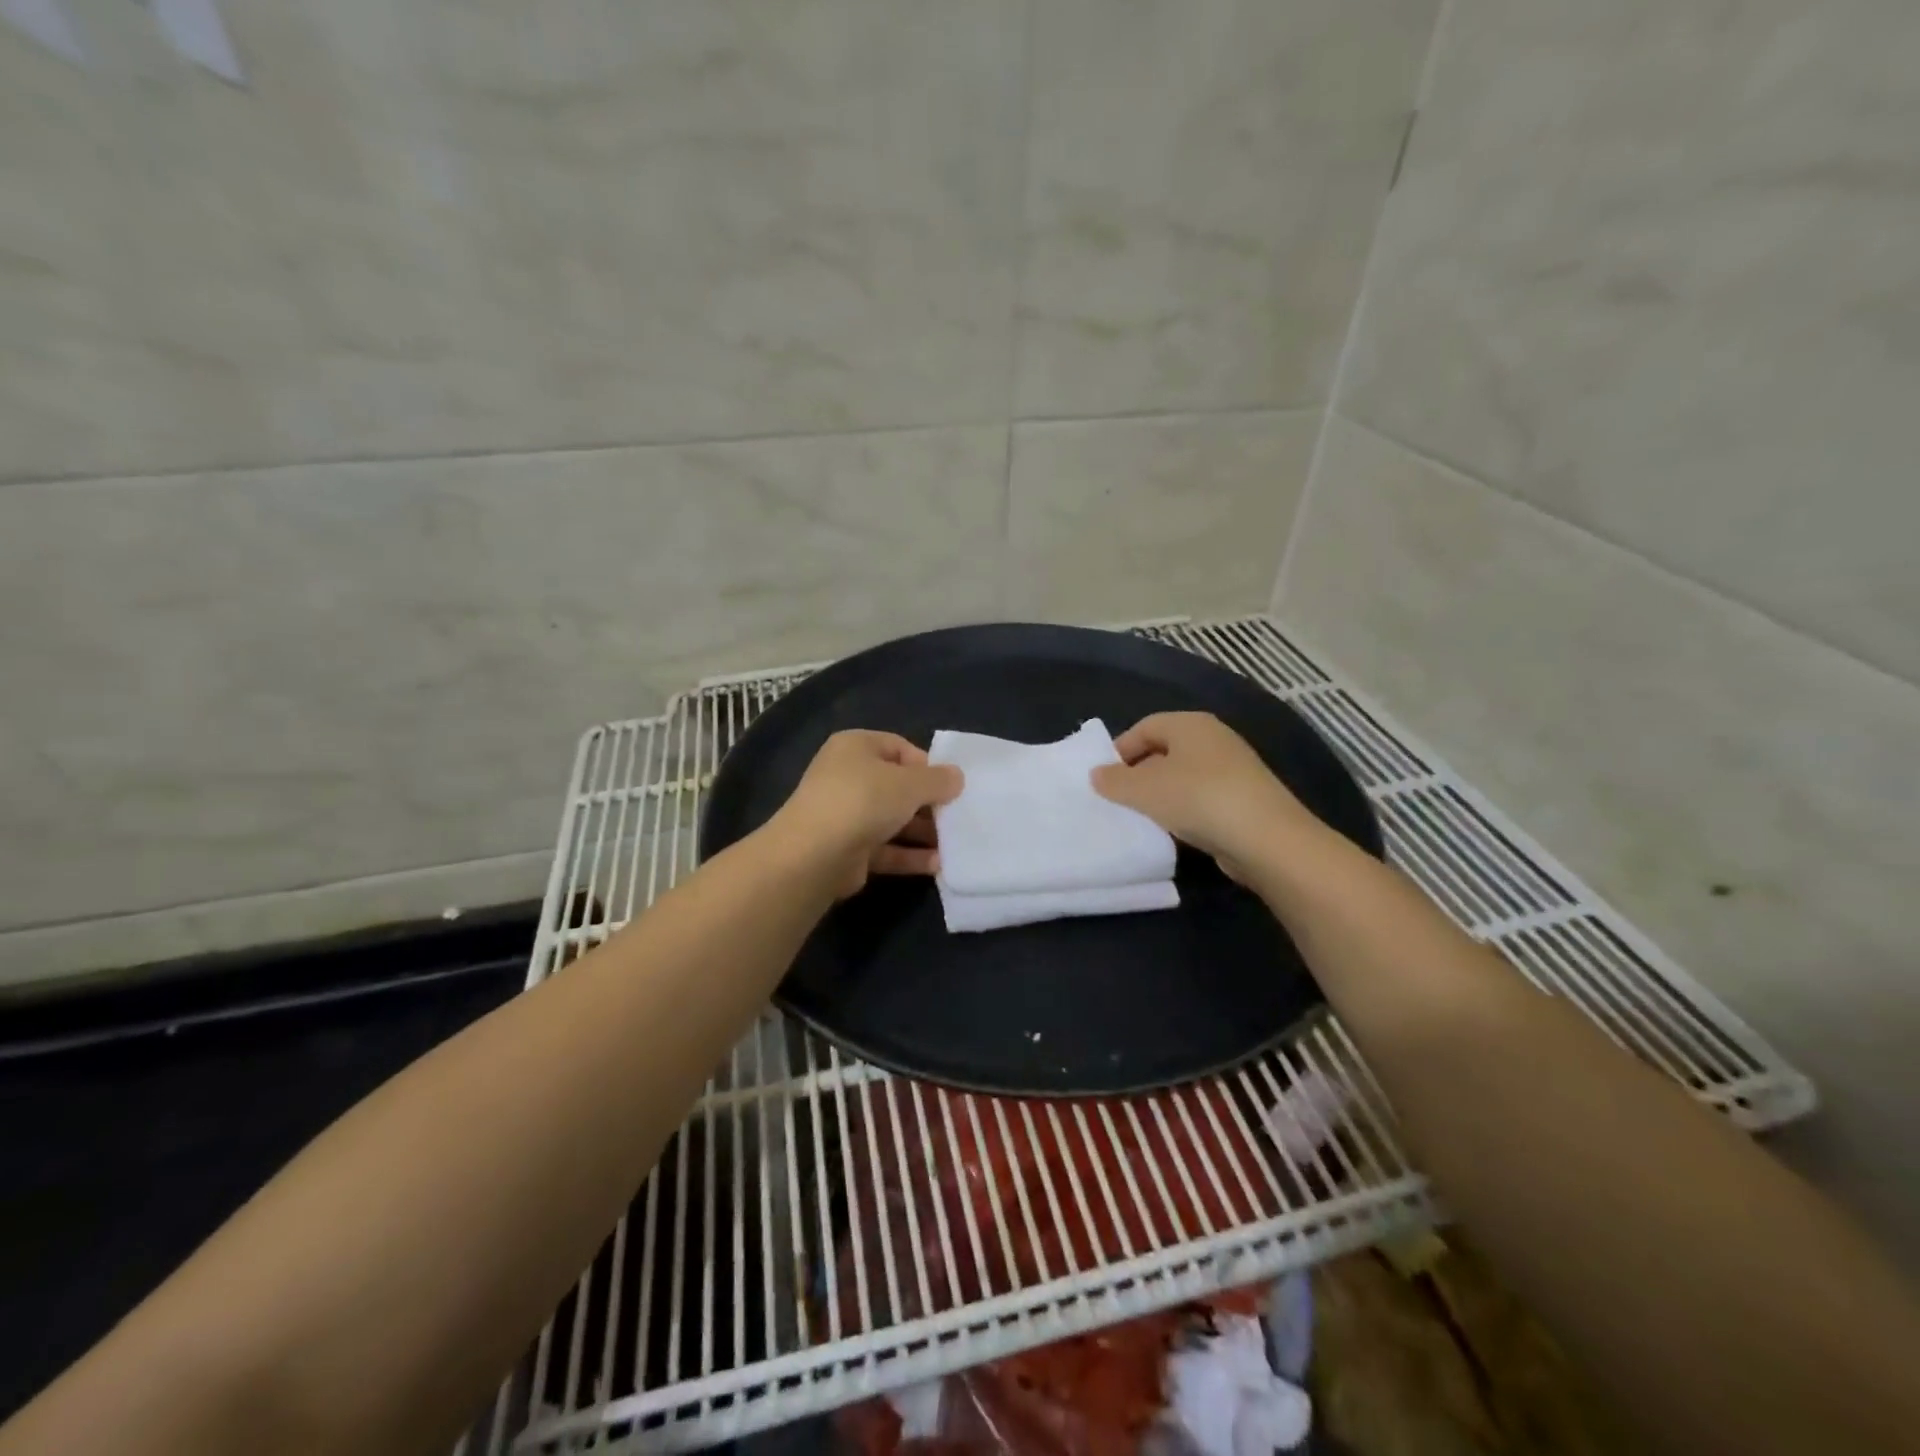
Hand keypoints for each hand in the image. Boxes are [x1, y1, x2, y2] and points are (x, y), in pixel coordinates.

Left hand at [764, 731, 964, 898]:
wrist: (815, 855)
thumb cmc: (864, 801)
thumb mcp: (909, 783)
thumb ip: (938, 780)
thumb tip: (957, 777)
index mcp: (855, 747)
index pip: (899, 747)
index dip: (927, 765)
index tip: (950, 785)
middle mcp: (847, 777)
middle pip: (897, 786)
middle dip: (929, 803)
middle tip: (957, 816)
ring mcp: (845, 815)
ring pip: (892, 820)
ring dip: (923, 832)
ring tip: (956, 843)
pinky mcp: (848, 850)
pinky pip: (886, 849)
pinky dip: (910, 855)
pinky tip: (938, 865)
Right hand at [1090, 712, 1325, 879]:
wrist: (1266, 838)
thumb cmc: (1197, 798)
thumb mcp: (1143, 790)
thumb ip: (1114, 781)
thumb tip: (1097, 774)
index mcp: (1190, 723)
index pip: (1144, 726)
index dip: (1120, 750)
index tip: (1103, 779)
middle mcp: (1214, 738)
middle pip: (1164, 750)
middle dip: (1139, 773)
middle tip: (1119, 800)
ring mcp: (1234, 768)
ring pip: (1183, 776)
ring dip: (1161, 795)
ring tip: (1143, 818)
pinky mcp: (1245, 797)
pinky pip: (1202, 798)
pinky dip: (1185, 810)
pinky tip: (1176, 831)